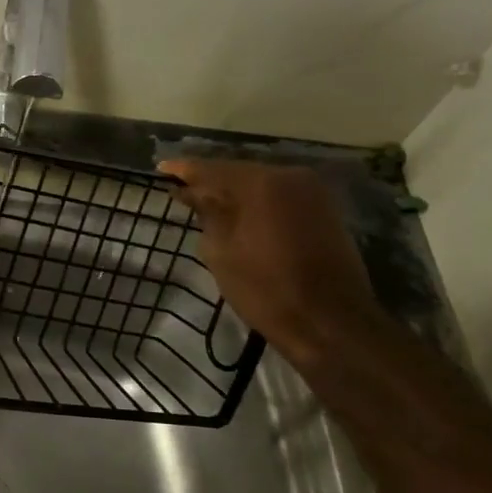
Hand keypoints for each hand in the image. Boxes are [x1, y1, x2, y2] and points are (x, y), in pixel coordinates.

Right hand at [161, 159, 386, 365]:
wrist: (330, 323)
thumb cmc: (266, 290)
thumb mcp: (221, 253)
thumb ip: (206, 215)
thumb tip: (193, 193)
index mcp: (261, 184)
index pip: (212, 169)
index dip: (183, 170)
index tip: (161, 169)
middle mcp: (290, 177)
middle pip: (239, 172)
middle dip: (210, 181)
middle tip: (181, 189)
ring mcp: (312, 193)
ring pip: (261, 184)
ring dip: (234, 193)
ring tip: (205, 202)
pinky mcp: (324, 210)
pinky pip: (279, 197)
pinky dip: (256, 202)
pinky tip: (238, 214)